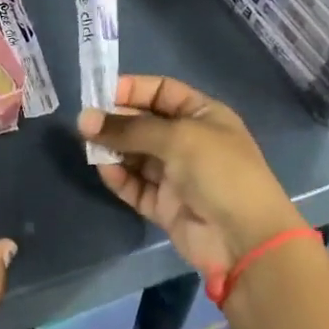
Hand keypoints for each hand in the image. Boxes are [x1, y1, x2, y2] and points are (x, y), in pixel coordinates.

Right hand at [78, 74, 304, 277]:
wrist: (245, 239)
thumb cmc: (219, 172)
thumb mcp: (176, 138)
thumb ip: (128, 128)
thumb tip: (84, 119)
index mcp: (203, 115)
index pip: (161, 91)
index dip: (132, 89)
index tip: (99, 93)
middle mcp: (189, 141)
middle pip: (143, 123)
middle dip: (115, 121)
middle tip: (85, 124)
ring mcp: (176, 174)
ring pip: (135, 154)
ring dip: (113, 149)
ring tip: (90, 147)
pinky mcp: (164, 204)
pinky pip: (134, 184)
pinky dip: (119, 177)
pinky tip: (105, 170)